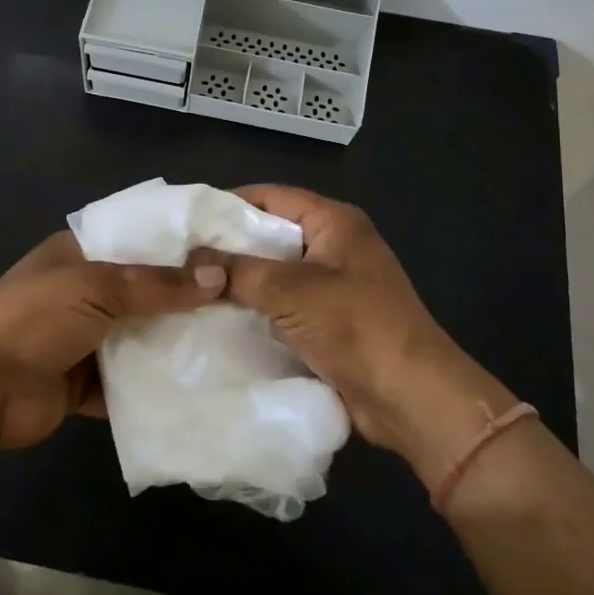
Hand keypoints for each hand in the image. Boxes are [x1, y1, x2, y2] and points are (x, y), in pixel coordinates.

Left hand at [0, 230, 226, 450]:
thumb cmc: (34, 318)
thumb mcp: (96, 287)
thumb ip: (158, 284)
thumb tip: (220, 277)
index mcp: (81, 252)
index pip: (139, 237)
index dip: (180, 241)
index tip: (229, 246)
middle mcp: (85, 289)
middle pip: (145, 289)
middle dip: (186, 296)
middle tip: (244, 298)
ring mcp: (85, 337)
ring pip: (141, 335)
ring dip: (175, 341)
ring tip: (235, 340)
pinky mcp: (86, 382)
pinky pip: (130, 381)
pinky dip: (156, 385)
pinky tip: (202, 385)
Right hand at [210, 186, 515, 484]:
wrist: (411, 398)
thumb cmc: (356, 326)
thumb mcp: (291, 291)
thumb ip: (238, 271)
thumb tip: (191, 260)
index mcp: (335, 222)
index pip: (271, 196)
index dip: (228, 203)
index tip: (187, 220)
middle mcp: (335, 245)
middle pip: (271, 233)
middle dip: (229, 245)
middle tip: (182, 256)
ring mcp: (334, 284)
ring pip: (275, 271)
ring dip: (240, 280)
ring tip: (191, 286)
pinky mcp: (330, 320)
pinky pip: (283, 303)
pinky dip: (255, 307)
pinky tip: (219, 316)